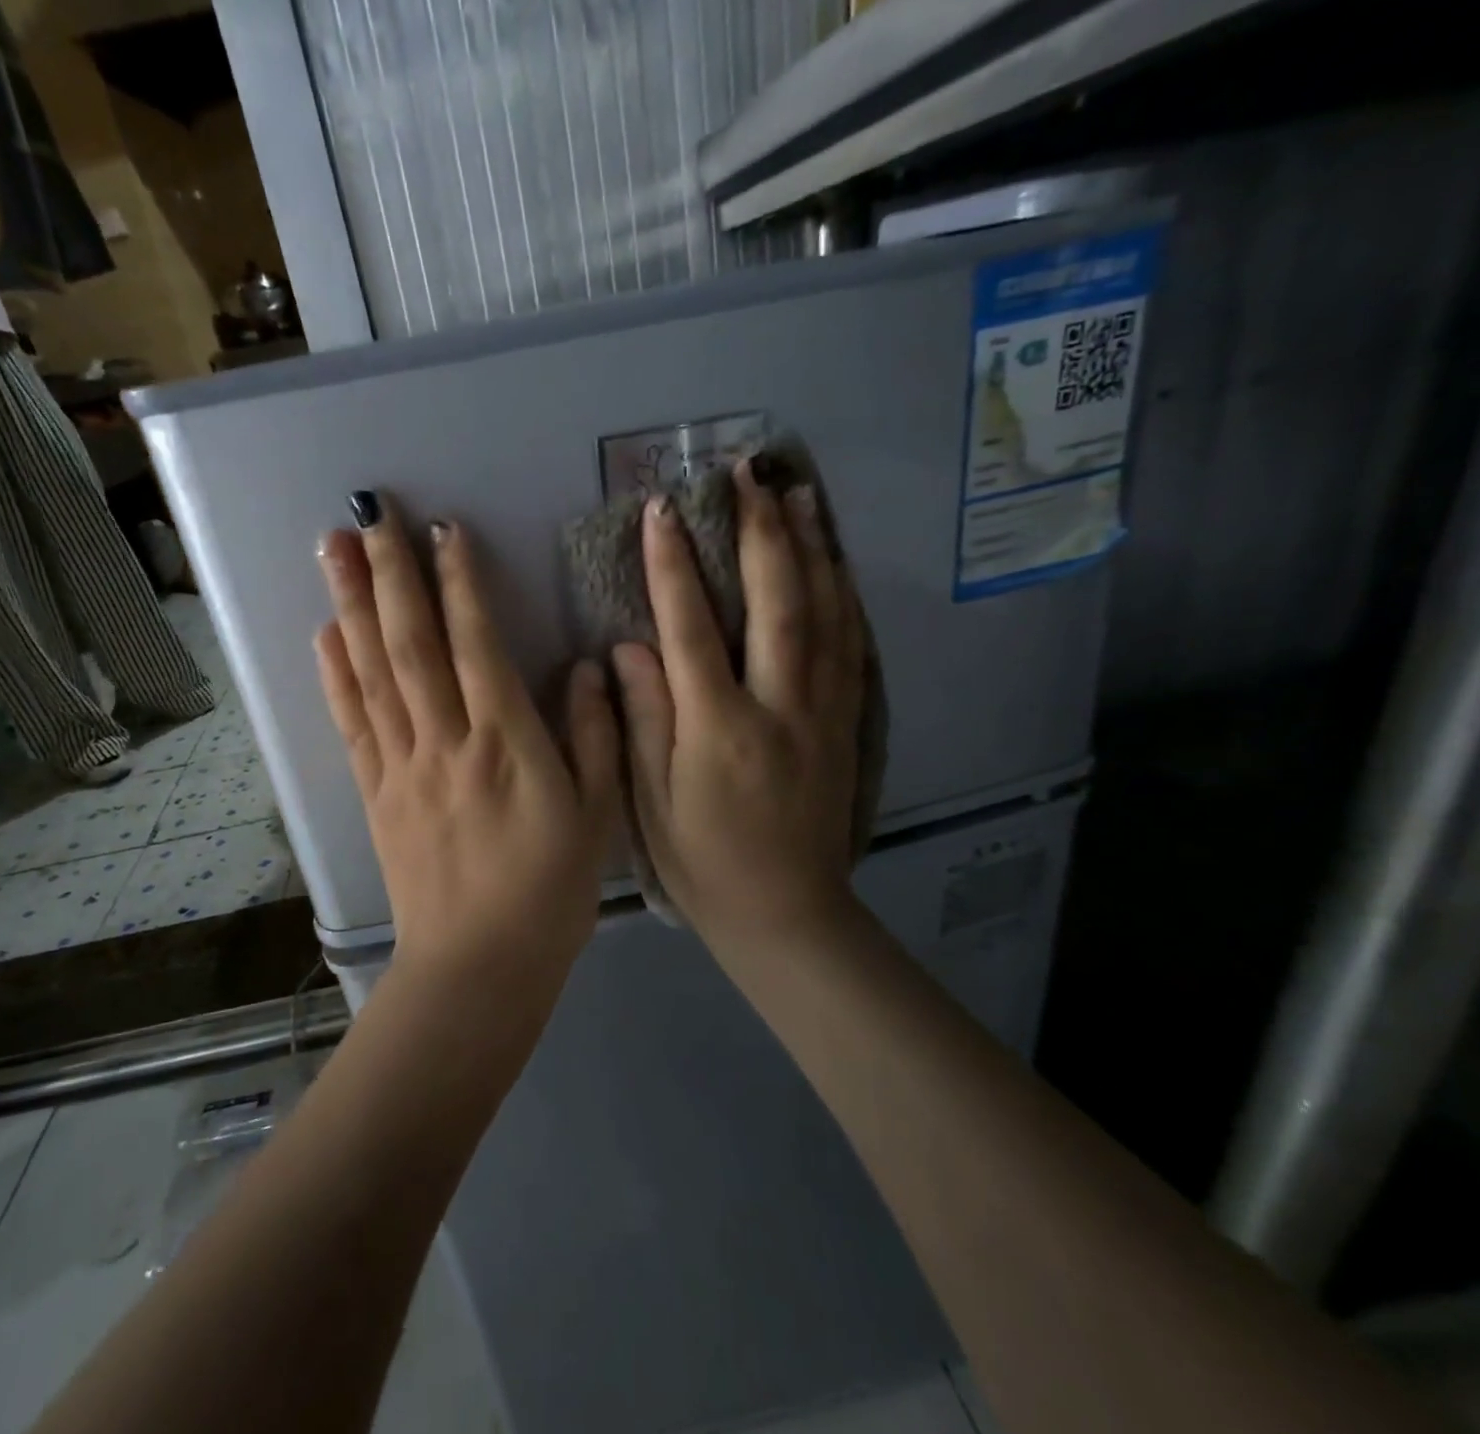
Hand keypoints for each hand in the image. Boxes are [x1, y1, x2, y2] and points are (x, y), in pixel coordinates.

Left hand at [315, 493, 619, 984]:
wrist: (477, 967)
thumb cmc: (549, 893)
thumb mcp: (598, 817)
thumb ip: (596, 736)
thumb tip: (587, 666)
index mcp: (507, 745)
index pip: (477, 645)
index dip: (460, 583)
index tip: (444, 531)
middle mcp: (446, 743)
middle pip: (411, 644)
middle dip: (390, 573)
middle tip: (369, 513)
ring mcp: (401, 767)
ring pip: (372, 673)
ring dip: (350, 606)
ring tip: (332, 549)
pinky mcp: (375, 794)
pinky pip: (351, 724)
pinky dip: (335, 676)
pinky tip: (323, 635)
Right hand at [613, 461, 867, 959]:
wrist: (786, 914)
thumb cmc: (703, 863)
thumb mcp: (651, 803)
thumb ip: (642, 720)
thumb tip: (628, 648)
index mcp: (720, 729)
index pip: (691, 629)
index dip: (672, 566)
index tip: (660, 509)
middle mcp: (779, 707)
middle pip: (777, 603)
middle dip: (759, 532)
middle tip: (747, 473)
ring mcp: (823, 713)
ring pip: (826, 614)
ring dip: (811, 548)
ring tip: (799, 493)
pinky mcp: (846, 724)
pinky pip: (852, 647)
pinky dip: (844, 596)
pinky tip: (837, 563)